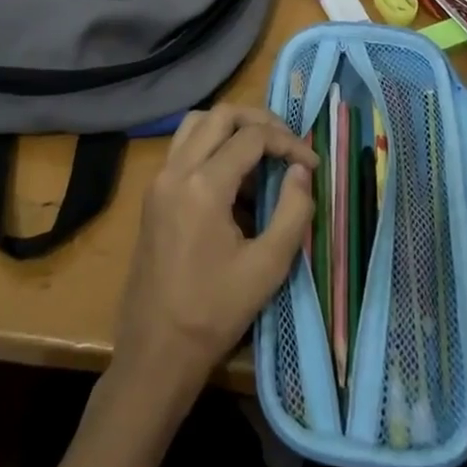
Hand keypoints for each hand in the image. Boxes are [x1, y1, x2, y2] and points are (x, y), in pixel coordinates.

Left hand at [112, 104, 317, 399]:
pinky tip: (235, 176)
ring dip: (231, 127)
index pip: (251, 137)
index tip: (312, 163)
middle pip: (220, 116)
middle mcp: (176, 170)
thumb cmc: (214, 312)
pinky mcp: (153, 194)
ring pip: (196, 124)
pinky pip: (184, 148)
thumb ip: (292, 211)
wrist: (156, 350)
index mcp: (203, 185)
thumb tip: (301, 170)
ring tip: (263, 150)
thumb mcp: (267, 267)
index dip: (287, 142)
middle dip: (259, 121)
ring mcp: (159, 180)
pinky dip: (211, 144)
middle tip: (288, 143)